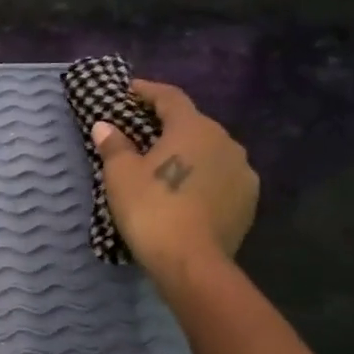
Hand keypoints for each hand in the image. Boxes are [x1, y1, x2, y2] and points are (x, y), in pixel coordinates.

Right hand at [92, 80, 258, 281]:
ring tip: (168, 166)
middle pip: (193, 123)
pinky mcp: (249, 200)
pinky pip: (222, 177)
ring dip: (190, 153)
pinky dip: (205, 177)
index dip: (148, 91)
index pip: (170, 97)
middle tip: (144, 133)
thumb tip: (105, 126)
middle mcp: (225, 140)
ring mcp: (242, 171)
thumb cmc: (152, 210)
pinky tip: (189, 192)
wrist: (192, 263)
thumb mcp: (120, 176)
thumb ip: (114, 145)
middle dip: (168, 125)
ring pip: (211, 151)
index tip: (130, 91)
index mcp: (193, 127)